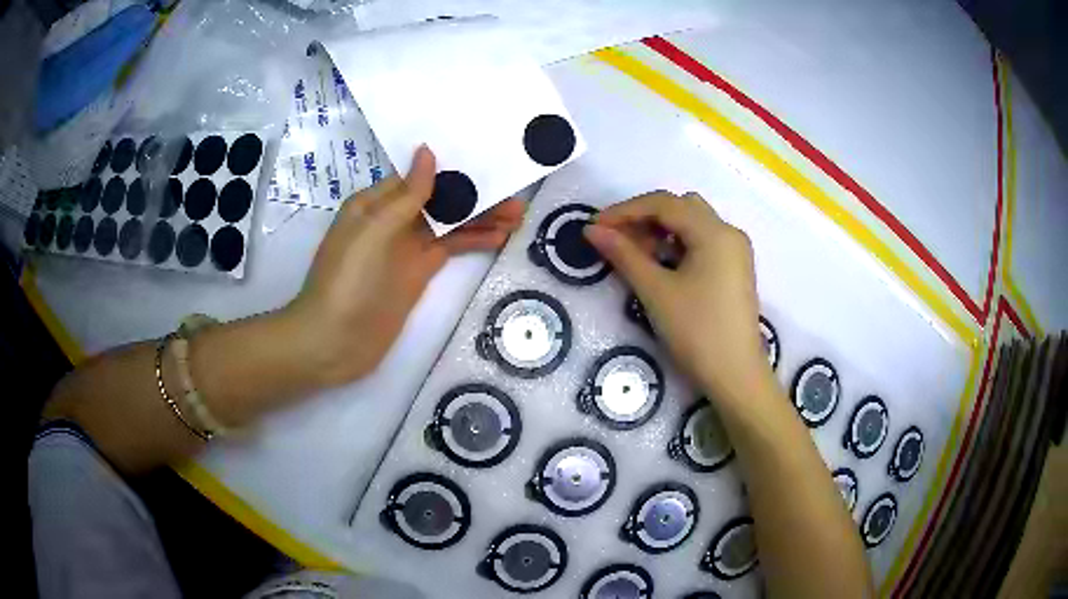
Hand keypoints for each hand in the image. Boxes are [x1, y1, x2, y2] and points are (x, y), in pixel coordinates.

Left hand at [287, 145, 524, 386]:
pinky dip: (472, 242)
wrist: (334, 342)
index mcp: (376, 203)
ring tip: (518, 216)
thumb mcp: (375, 231)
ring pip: (449, 225)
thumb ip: (407, 195)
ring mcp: (406, 249)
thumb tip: (427, 152)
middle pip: (440, 201)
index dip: (454, 170)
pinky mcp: (417, 274)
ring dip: (480, 219)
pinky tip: (498, 237)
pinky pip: (448, 250)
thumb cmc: (347, 281)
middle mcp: (392, 220)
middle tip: (515, 198)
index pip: (420, 177)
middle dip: (475, 197)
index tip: (490, 162)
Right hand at [584, 191, 770, 406]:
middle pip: (680, 208)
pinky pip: (702, 243)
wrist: (736, 377)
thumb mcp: (656, 292)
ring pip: (692, 225)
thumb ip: (624, 255)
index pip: (664, 204)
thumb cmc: (697, 332)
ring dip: (661, 232)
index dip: (625, 211)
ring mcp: (735, 251)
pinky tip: (660, 266)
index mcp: (714, 232)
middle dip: (644, 219)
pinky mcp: (735, 270)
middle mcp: (729, 233)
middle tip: (615, 241)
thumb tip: (592, 230)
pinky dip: (678, 246)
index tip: (595, 227)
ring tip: (634, 256)